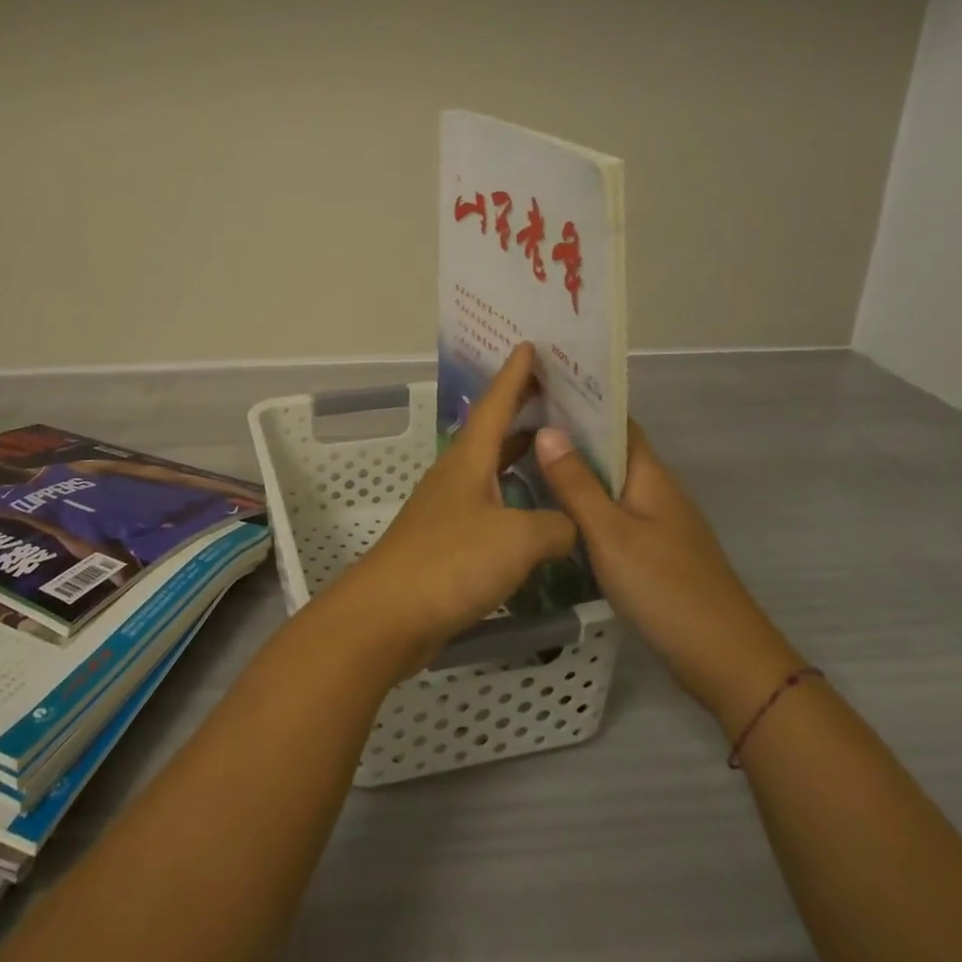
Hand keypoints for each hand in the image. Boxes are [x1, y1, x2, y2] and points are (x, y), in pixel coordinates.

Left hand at [326, 344, 576, 670]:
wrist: (390, 615)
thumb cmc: (451, 563)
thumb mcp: (517, 539)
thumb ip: (555, 526)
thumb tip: (572, 525)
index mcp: (468, 461)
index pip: (494, 405)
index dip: (513, 376)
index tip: (528, 345)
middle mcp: (455, 478)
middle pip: (490, 435)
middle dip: (520, 414)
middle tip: (557, 399)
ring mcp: (447, 512)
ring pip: (490, 473)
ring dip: (518, 460)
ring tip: (555, 453)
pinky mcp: (446, 545)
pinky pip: (489, 510)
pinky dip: (514, 503)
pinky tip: (535, 519)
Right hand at [535, 423, 802, 734]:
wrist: (725, 660)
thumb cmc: (665, 588)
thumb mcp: (610, 534)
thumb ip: (577, 484)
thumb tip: (547, 429)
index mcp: (650, 476)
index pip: (616, 421)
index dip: (582, 401)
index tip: (538, 388)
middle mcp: (656, 491)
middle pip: (611, 451)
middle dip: (569, 434)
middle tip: (516, 424)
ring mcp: (657, 524)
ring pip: (609, 484)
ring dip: (574, 470)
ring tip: (523, 460)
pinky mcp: (653, 552)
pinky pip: (612, 513)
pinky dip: (583, 503)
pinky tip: (554, 513)